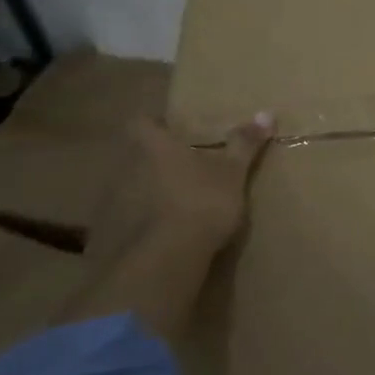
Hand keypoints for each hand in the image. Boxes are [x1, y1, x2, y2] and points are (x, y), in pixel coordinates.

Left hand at [71, 114, 273, 346]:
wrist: (164, 261)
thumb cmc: (201, 203)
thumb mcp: (232, 173)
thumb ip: (245, 143)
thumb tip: (267, 112)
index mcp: (155, 148)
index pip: (141, 122)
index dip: (152, 122)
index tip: (169, 128)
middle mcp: (127, 169)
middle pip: (133, 156)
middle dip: (152, 160)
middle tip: (179, 168)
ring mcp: (112, 203)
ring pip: (127, 188)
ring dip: (144, 193)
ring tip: (171, 205)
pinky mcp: (107, 236)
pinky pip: (123, 221)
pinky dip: (137, 224)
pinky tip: (157, 237)